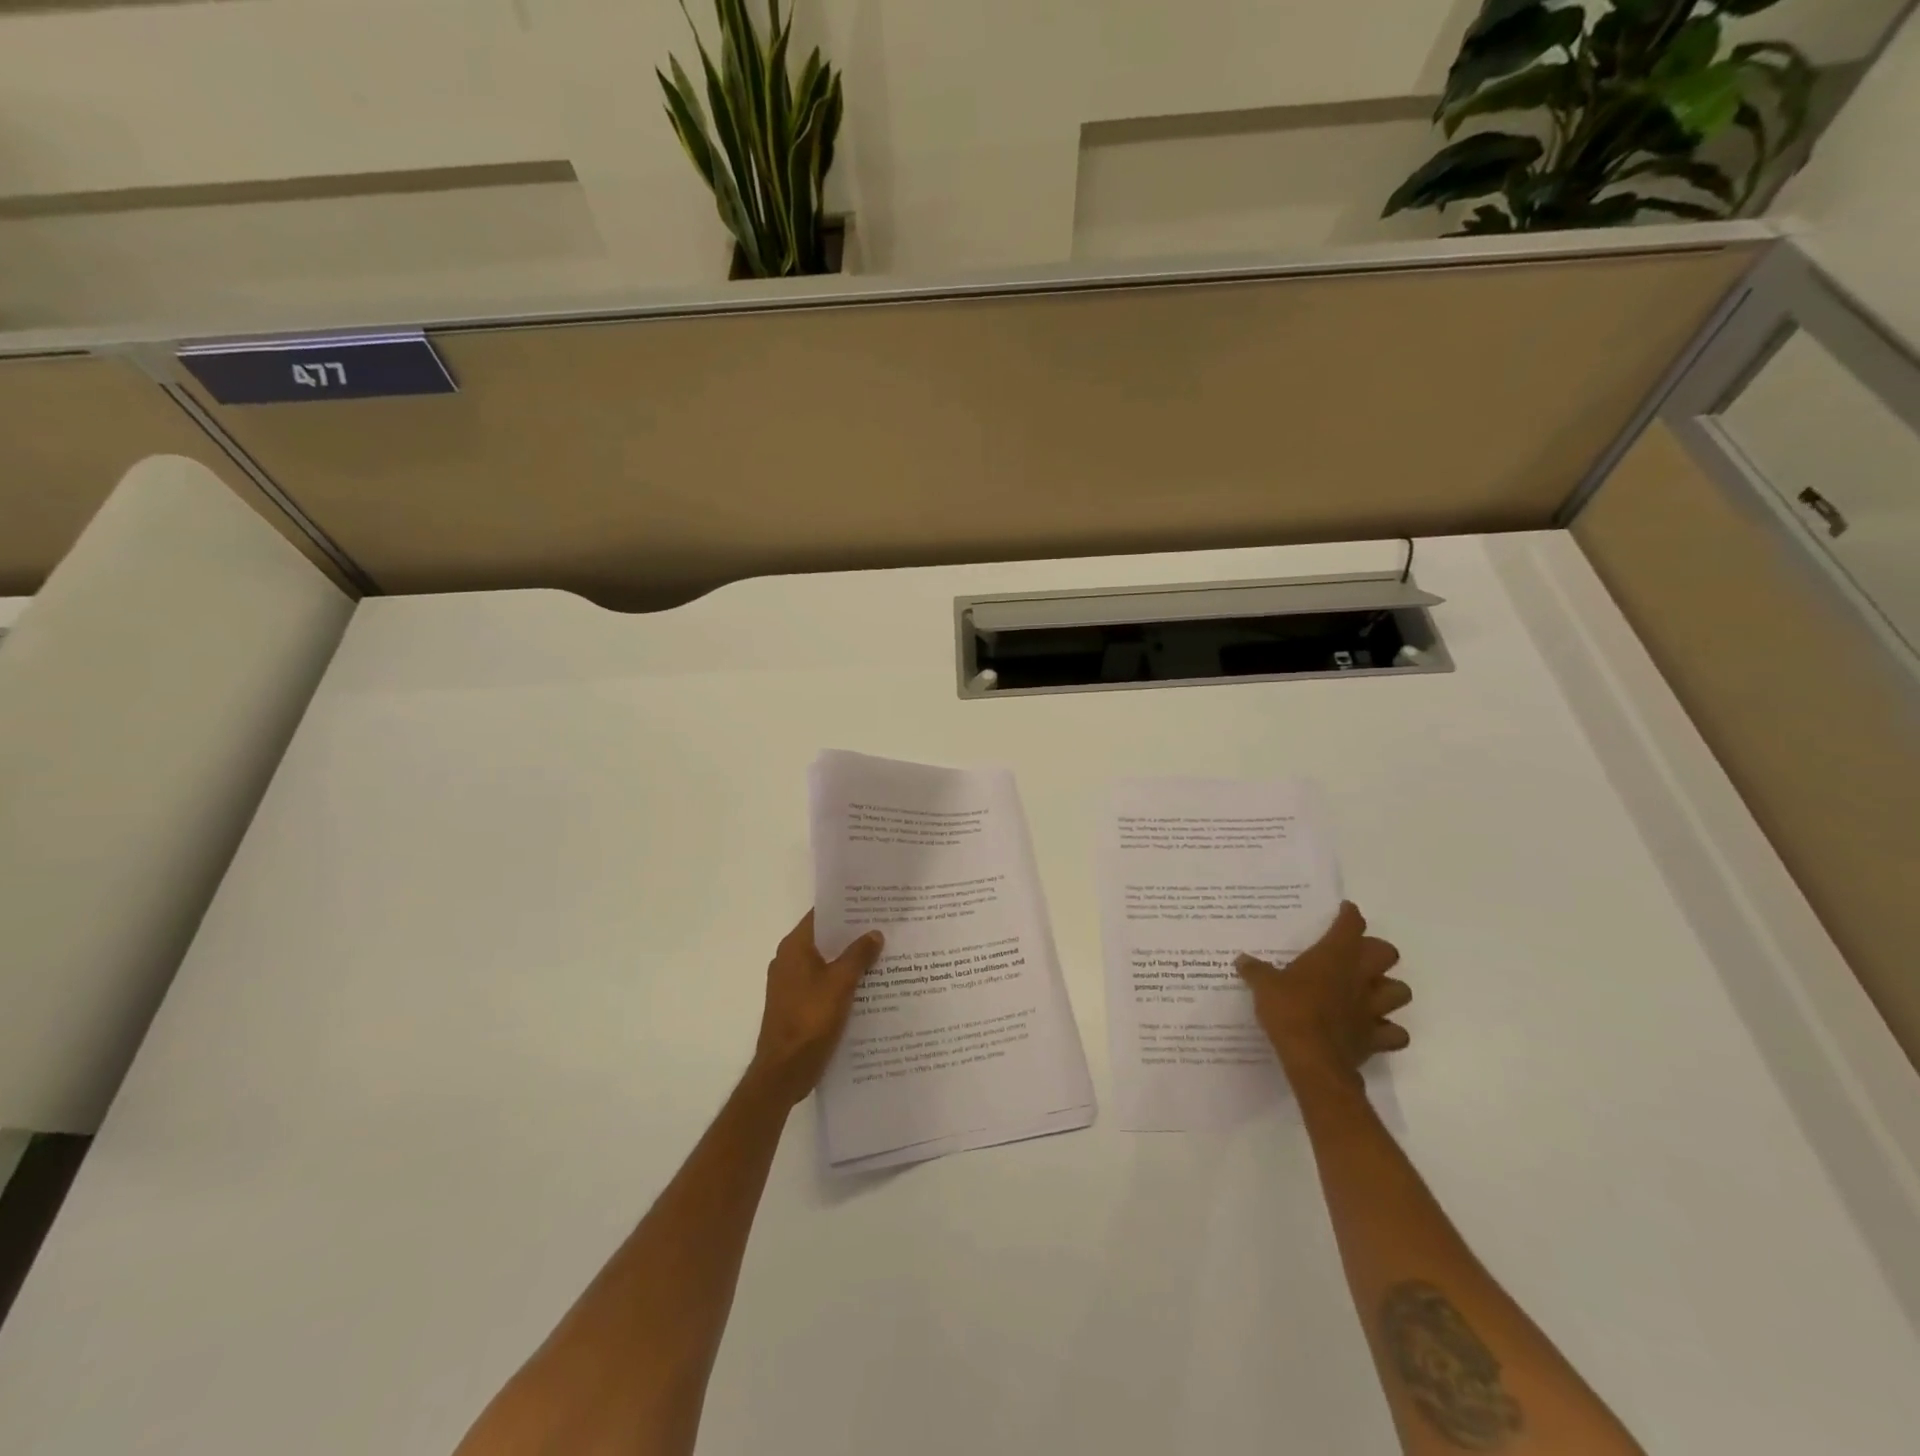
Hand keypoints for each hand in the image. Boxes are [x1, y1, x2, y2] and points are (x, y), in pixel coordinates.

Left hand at [748, 911, 884, 1105]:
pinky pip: (823, 983)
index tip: (872, 903)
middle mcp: (789, 960)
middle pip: (825, 938)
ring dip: (850, 959)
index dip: (846, 907)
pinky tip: (869, 985)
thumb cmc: (810, 1020)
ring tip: (884, 953)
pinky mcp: (797, 1004)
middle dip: (853, 934)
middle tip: (886, 927)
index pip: (821, 915)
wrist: (784, 1071)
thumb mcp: (840, 983)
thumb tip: (874, 933)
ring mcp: (791, 984)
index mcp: (794, 947)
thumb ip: (858, 955)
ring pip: (826, 962)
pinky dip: (843, 980)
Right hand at [1236, 902, 1409, 1087]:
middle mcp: (1360, 976)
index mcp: (1334, 956)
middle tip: (1356, 956)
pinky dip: (1389, 1030)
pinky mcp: (1376, 1037)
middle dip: (1376, 951)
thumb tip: (1241, 960)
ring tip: (1370, 992)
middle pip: (1387, 953)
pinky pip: (1395, 1033)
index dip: (1349, 915)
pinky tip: (1373, 1029)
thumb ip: (1255, 971)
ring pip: (1400, 991)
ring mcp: (1372, 1007)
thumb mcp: (1264, 986)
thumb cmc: (1289, 1011)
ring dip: (1389, 989)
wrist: (1312, 1058)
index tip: (1344, 911)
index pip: (1351, 925)